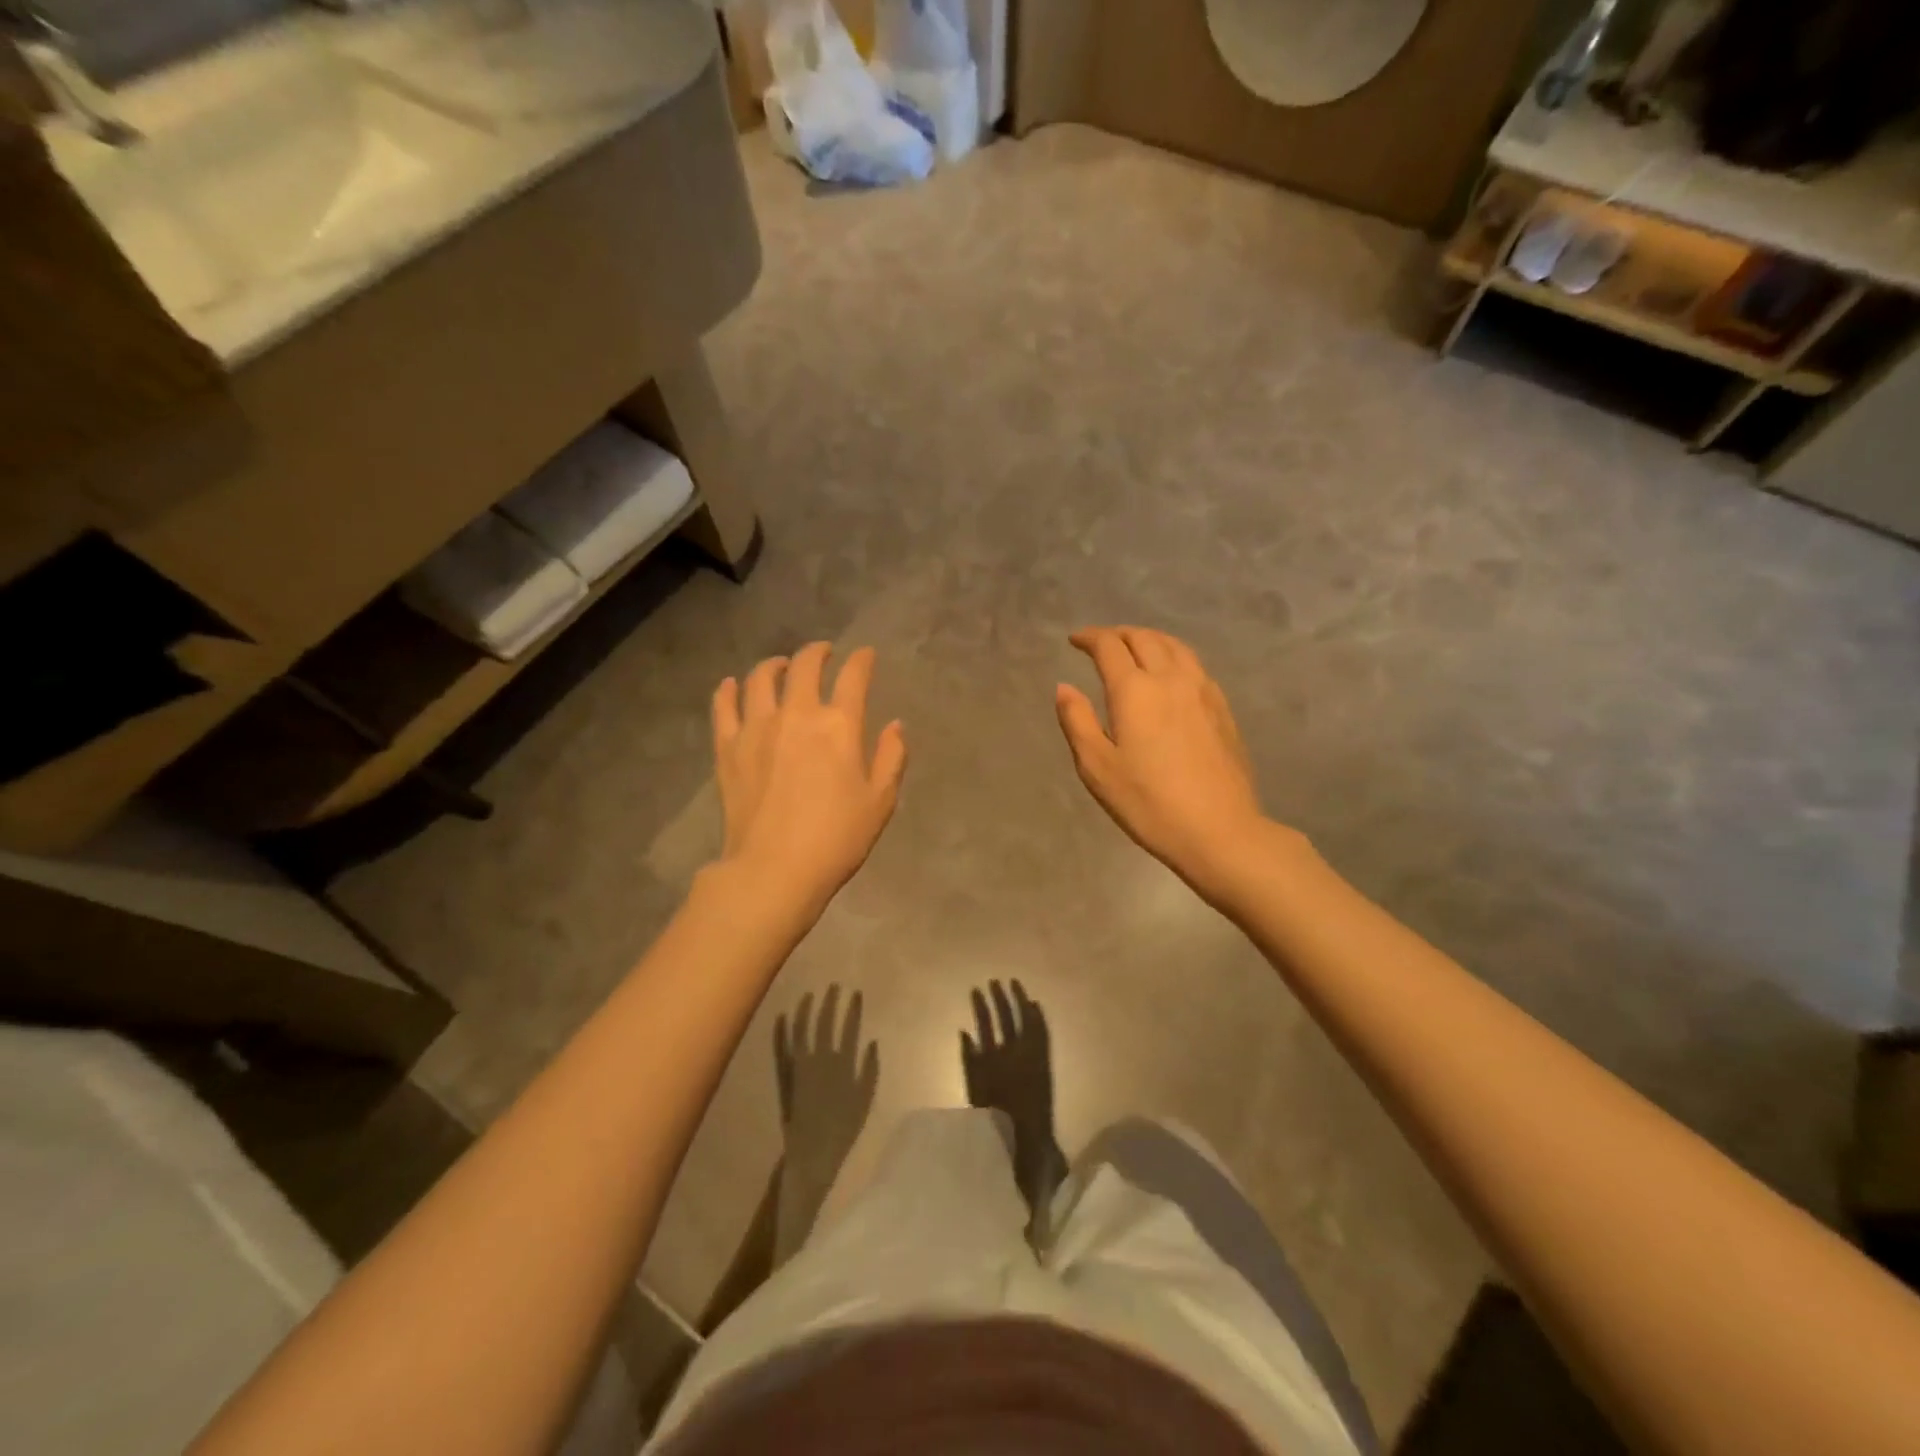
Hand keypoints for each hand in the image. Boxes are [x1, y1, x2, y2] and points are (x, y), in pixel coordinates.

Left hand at [712, 643, 906, 912]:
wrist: (774, 870)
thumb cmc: (837, 838)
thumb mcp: (880, 801)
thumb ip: (891, 757)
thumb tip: (895, 725)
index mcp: (839, 725)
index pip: (854, 676)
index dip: (862, 660)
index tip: (866, 655)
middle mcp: (796, 714)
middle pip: (805, 666)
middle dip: (818, 652)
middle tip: (825, 653)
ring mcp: (756, 728)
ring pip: (761, 678)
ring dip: (776, 664)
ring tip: (782, 666)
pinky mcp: (728, 747)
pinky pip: (724, 706)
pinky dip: (729, 690)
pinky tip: (734, 685)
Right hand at [1055, 626, 1274, 896]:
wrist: (1219, 829)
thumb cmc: (1148, 802)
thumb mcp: (1097, 767)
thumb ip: (1077, 721)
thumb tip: (1064, 687)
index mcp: (1135, 690)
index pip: (1109, 646)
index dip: (1089, 637)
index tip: (1075, 640)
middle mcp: (1170, 678)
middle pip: (1143, 638)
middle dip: (1118, 634)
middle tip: (1101, 643)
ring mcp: (1202, 690)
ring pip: (1174, 646)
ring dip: (1148, 639)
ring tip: (1134, 648)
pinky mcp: (1222, 707)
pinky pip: (1194, 664)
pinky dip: (1173, 654)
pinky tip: (1169, 673)